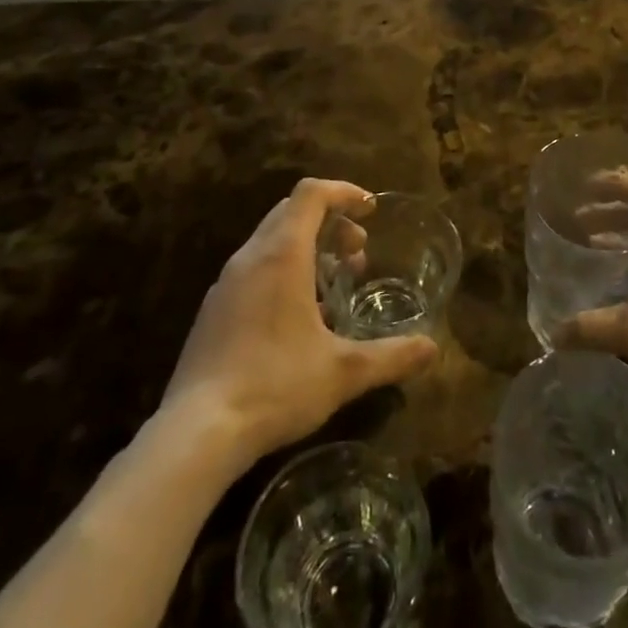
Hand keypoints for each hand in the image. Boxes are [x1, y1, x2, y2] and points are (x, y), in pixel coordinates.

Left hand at [156, 178, 437, 464]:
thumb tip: (432, 349)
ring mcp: (226, 284)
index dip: (344, 192)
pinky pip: (254, 269)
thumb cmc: (275, 385)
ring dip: (307, 247)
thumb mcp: (343, 372)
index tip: (370, 211)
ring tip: (333, 283)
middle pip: (292, 211)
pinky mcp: (213, 311)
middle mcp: (251, 257)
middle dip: (330, 221)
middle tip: (358, 251)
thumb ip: (391, 356)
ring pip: (271, 240)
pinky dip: (283, 271)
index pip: (312, 193)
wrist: (195, 434)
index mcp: (282, 254)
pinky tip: (298, 318)